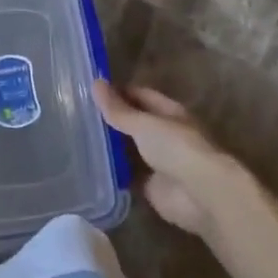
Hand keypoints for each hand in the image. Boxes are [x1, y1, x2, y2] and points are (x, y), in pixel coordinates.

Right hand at [93, 81, 250, 237]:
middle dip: (111, 120)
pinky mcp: (151, 186)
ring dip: (110, 147)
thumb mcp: (144, 124)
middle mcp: (164, 134)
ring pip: (129, 149)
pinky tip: (90, 167)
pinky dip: (112, 172)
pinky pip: (127, 175)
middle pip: (134, 123)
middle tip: (78, 115)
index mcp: (168, 112)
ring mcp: (158, 161)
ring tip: (77, 139)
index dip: (117, 92)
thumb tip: (95, 83)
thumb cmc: (176, 148)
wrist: (200, 194)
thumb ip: (119, 109)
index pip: (140, 95)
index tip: (89, 91)